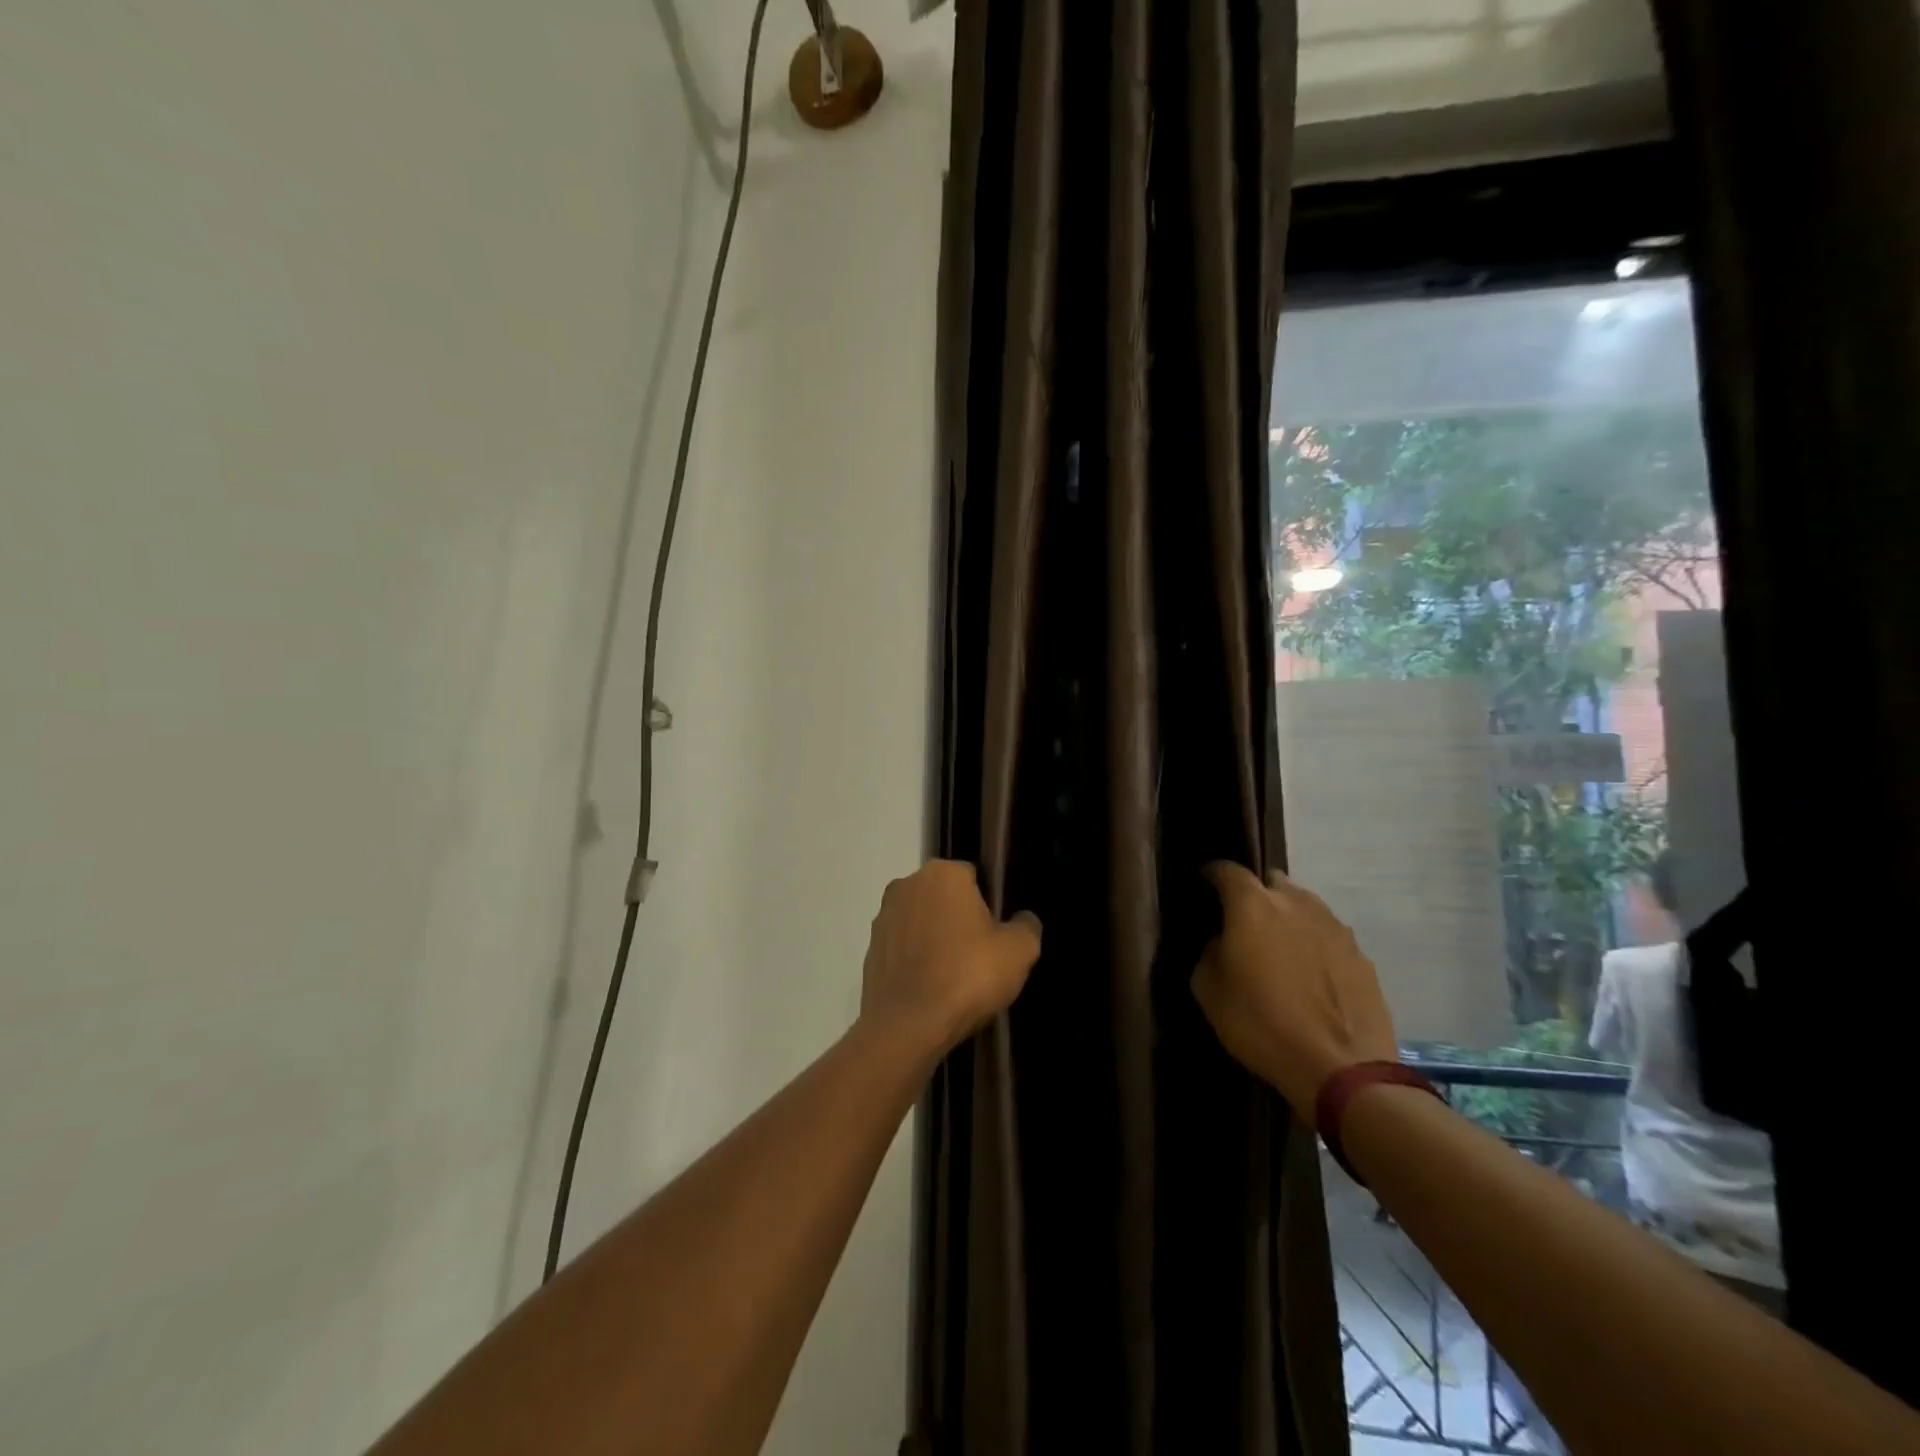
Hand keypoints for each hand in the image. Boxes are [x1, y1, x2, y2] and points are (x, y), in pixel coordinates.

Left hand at [860, 860, 1041, 1059]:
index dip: (988, 904)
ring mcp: (883, 917)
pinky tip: (930, 989)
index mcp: (943, 873)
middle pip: (943, 898)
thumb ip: (1026, 927)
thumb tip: (1023, 919)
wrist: (908, 1025)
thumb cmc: (968, 976)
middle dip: (958, 919)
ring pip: (920, 921)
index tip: (995, 935)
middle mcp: (907, 885)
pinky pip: (902, 948)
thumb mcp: (1019, 952)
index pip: (973, 877)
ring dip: (934, 939)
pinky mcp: (870, 949)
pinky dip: (914, 961)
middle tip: (978, 956)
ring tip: (953, 977)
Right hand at [1192, 862, 1397, 1117]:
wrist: (1341, 1069)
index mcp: (1253, 906)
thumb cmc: (1261, 1025)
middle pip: (1272, 882)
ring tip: (1280, 950)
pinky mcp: (1362, 955)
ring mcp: (1334, 927)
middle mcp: (1296, 904)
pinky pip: (1329, 936)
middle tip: (1245, 923)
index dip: (1213, 874)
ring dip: (1289, 919)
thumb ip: (1211, 954)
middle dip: (1257, 894)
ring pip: (1305, 907)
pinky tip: (1311, 977)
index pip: (1227, 871)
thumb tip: (1223, 943)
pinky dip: (1315, 946)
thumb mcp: (1210, 992)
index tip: (1204, 883)